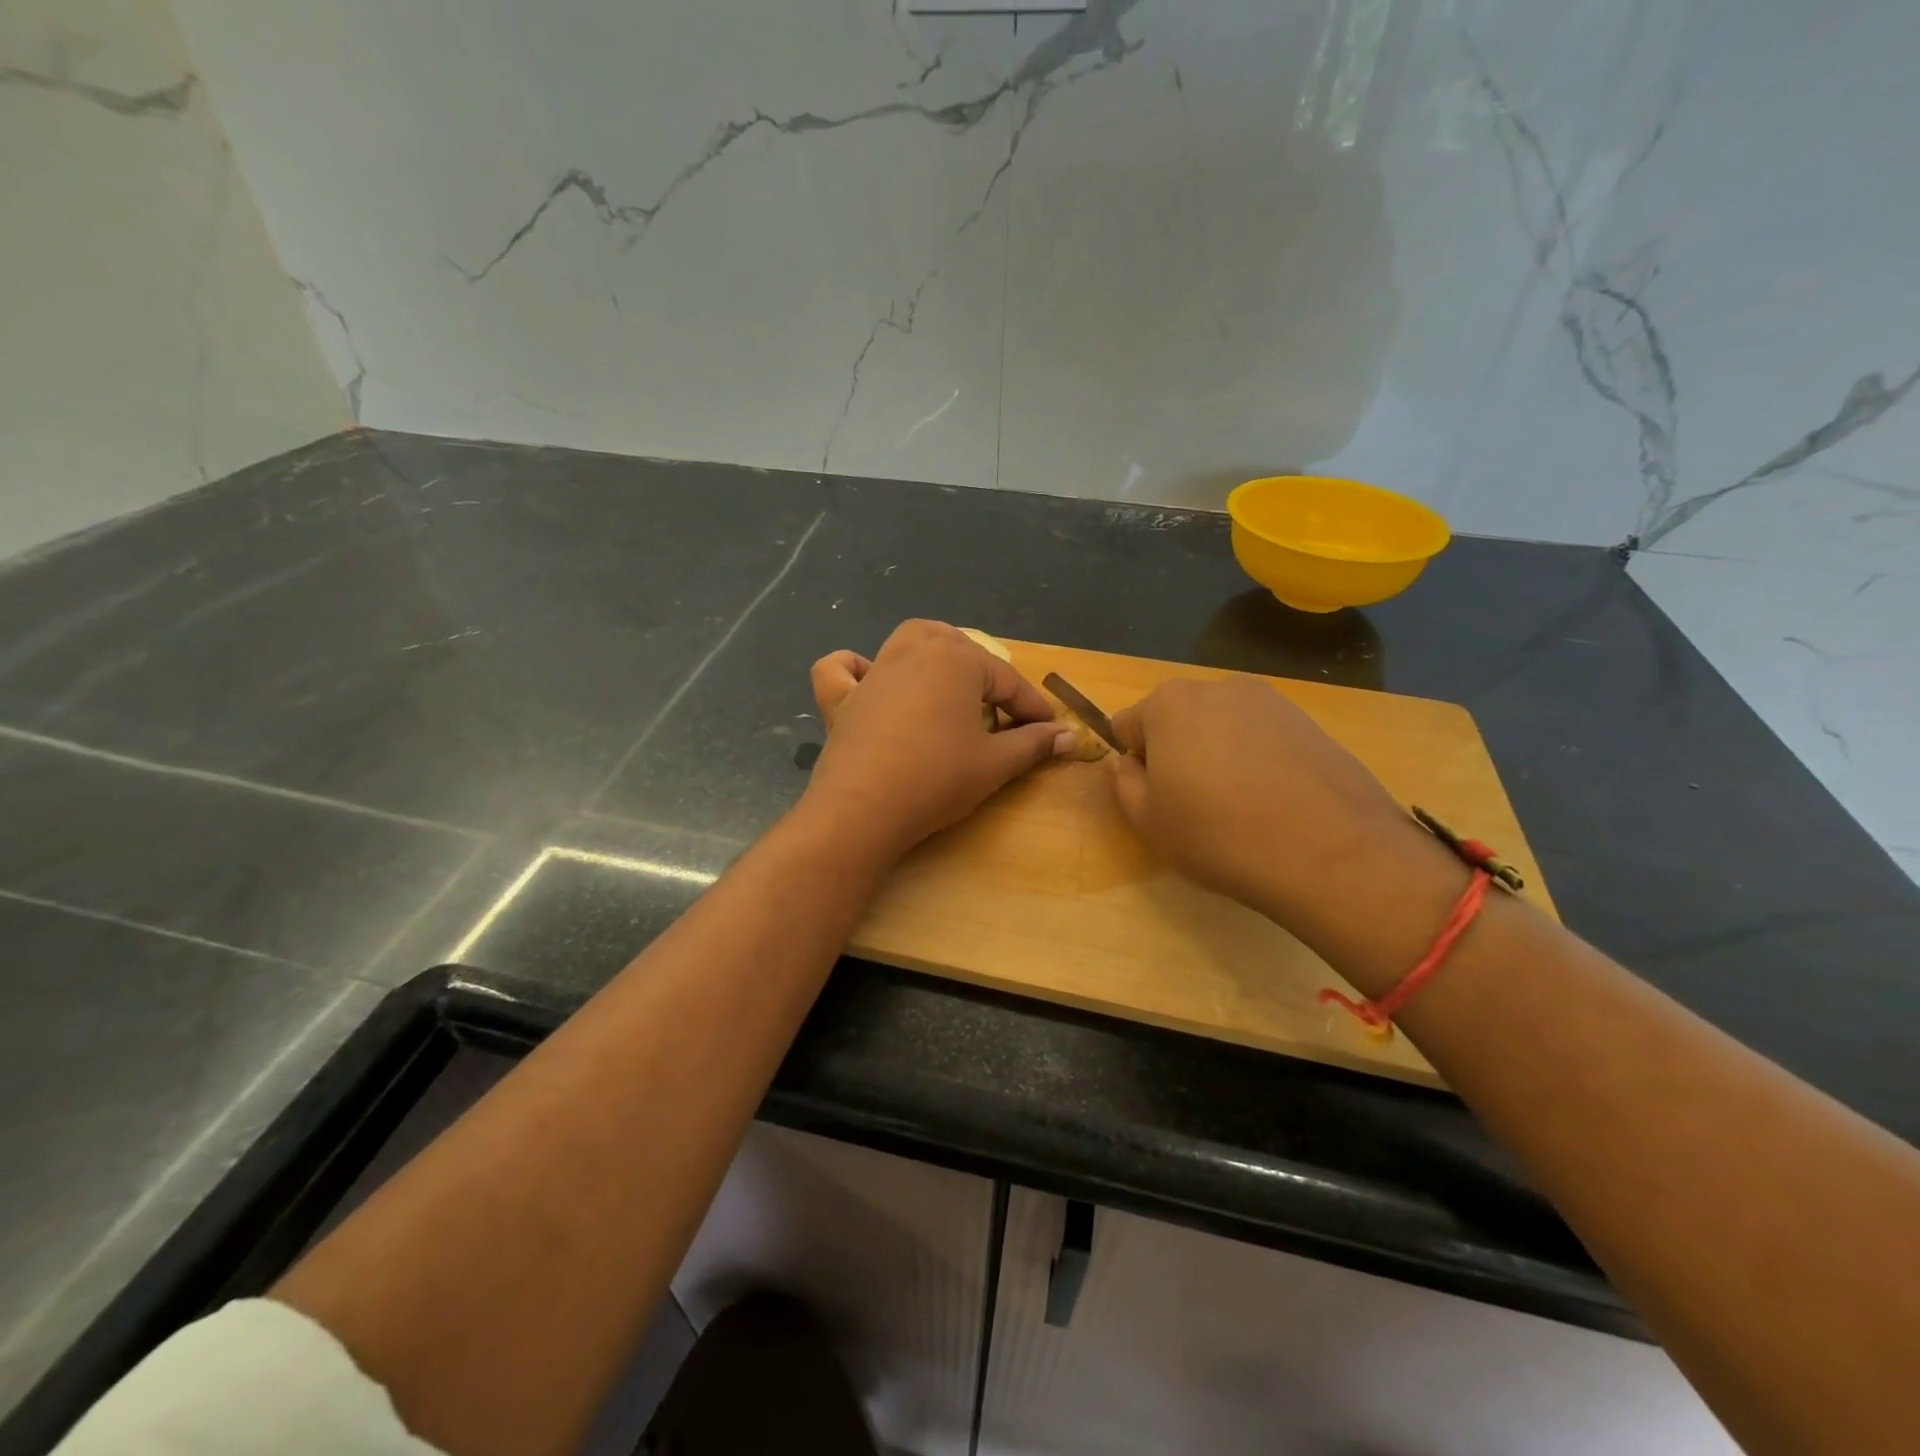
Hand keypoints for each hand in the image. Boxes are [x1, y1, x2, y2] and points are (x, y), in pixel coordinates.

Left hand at [803, 621, 1073, 860]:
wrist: (863, 809)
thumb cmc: (937, 779)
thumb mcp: (995, 763)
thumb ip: (1034, 744)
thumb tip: (1069, 736)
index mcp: (956, 659)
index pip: (1007, 681)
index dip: (1033, 708)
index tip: (1051, 732)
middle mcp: (914, 650)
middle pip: (959, 649)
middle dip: (984, 675)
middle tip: (999, 713)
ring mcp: (873, 671)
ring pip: (908, 642)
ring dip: (933, 655)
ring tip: (949, 686)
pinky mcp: (841, 698)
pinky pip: (843, 670)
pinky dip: (855, 669)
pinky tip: (869, 682)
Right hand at [1106, 675, 1458, 949]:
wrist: (1331, 852)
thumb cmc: (1219, 834)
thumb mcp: (1148, 821)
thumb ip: (1124, 784)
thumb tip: (1129, 765)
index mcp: (1168, 703)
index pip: (1127, 726)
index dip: (1135, 764)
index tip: (1156, 798)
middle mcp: (1218, 687)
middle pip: (1177, 719)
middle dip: (1177, 752)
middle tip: (1195, 803)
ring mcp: (1270, 701)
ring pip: (1222, 727)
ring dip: (1218, 754)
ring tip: (1241, 805)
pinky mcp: (1310, 721)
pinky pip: (1263, 737)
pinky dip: (1258, 760)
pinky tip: (1275, 801)